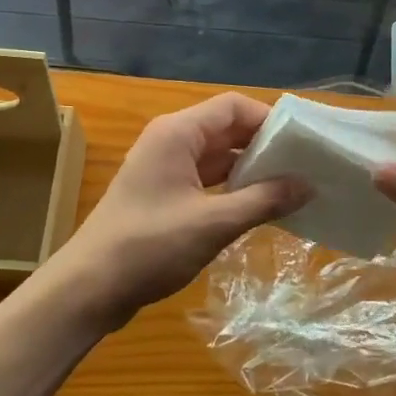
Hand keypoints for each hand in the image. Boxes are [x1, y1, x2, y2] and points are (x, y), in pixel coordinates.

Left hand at [46, 92, 307, 328]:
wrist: (88, 289)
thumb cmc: (149, 246)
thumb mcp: (213, 223)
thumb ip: (263, 200)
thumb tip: (307, 185)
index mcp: (177, 133)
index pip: (233, 107)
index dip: (268, 119)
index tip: (302, 143)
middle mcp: (170, 141)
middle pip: (226, 129)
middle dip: (264, 145)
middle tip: (305, 166)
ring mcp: (164, 169)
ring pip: (217, 157)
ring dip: (250, 169)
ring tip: (290, 187)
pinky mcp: (163, 195)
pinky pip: (206, 180)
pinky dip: (232, 189)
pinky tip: (259, 208)